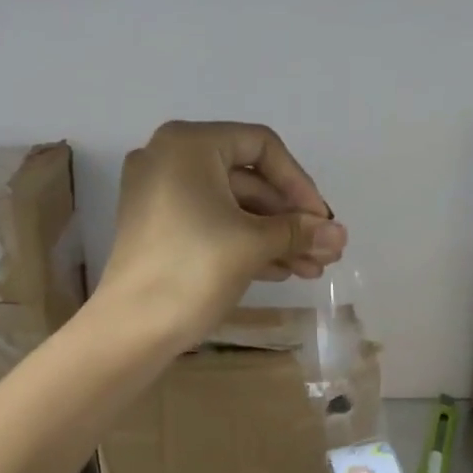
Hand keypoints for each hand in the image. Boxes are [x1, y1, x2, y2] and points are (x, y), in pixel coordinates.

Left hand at [100, 121, 345, 348]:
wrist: (132, 328)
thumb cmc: (193, 270)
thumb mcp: (253, 245)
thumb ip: (299, 231)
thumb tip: (340, 233)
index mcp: (188, 144)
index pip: (261, 148)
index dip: (299, 184)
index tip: (322, 221)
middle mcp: (169, 159)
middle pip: (248, 180)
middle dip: (289, 219)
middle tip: (324, 250)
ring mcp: (160, 196)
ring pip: (232, 208)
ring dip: (274, 237)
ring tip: (312, 269)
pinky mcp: (159, 229)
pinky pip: (211, 225)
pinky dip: (245, 244)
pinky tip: (282, 271)